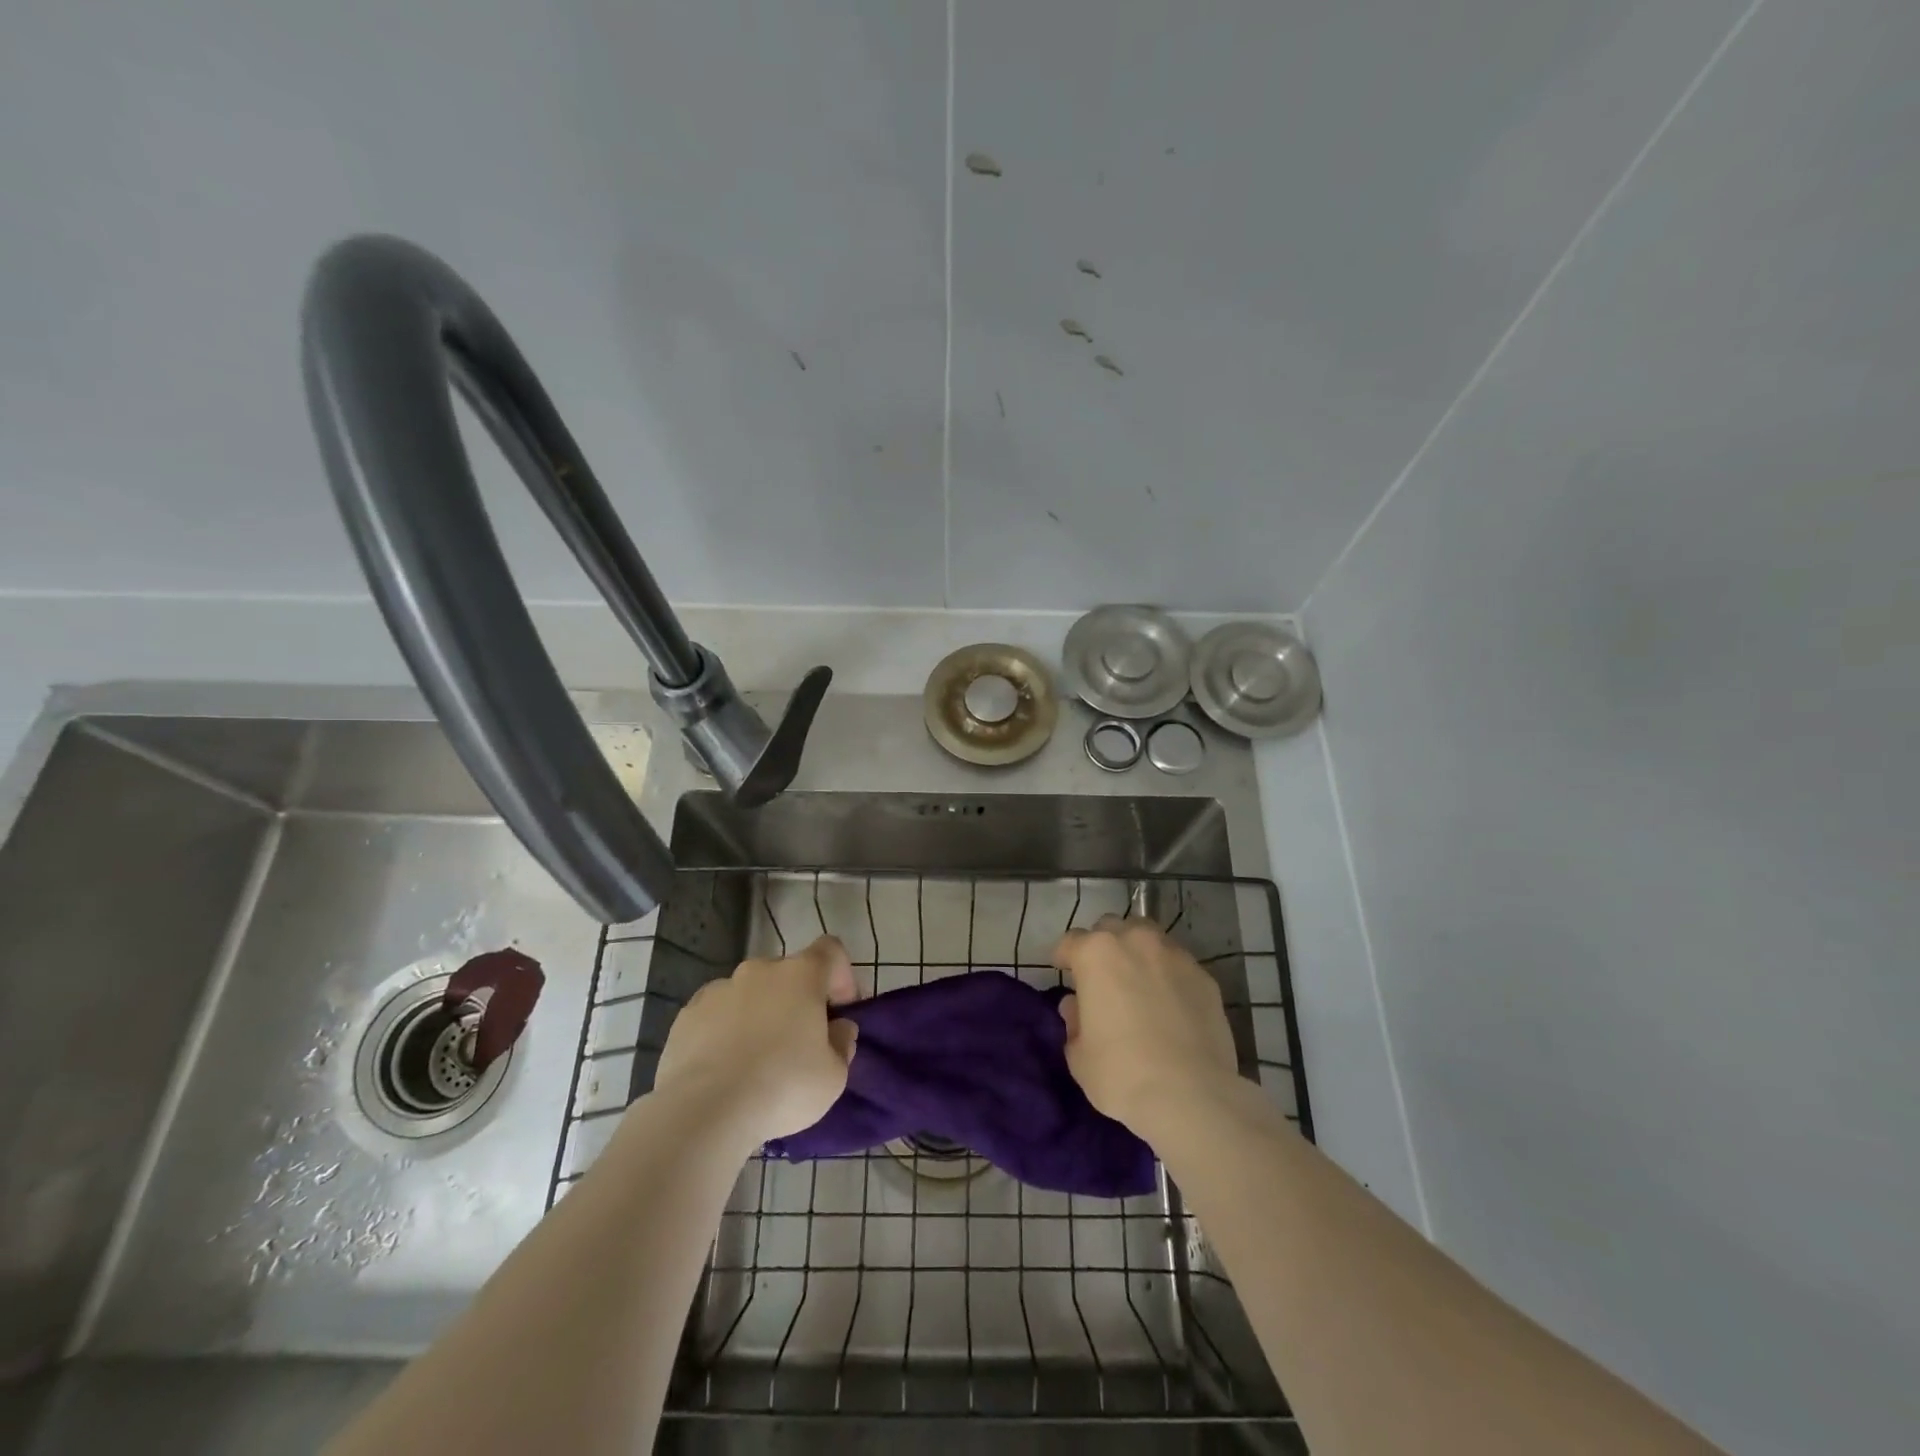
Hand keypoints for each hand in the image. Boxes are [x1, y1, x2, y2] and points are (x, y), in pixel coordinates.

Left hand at [652, 935, 859, 1149]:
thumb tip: (838, 1028)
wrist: (704, 1114)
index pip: (830, 950)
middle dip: (797, 1000)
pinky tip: (723, 1068)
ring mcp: (718, 989)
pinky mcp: (686, 1015)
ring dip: (759, 1014)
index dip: (840, 975)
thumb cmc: (783, 1088)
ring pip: (750, 993)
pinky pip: (717, 1014)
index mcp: (801, 975)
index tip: (839, 1010)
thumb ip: (842, 1042)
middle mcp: (759, 970)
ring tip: (756, 1061)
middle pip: (787, 973)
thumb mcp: (834, 1076)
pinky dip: (725, 1031)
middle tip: (799, 1043)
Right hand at [1053, 916, 1240, 1136]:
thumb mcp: (1079, 1055)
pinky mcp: (1204, 976)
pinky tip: (1170, 1003)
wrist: (1191, 1096)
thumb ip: (1074, 1022)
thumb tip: (1077, 1007)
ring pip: (1148, 938)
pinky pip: (1177, 965)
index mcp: (1096, 953)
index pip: (1071, 941)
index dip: (1064, 957)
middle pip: (1111, 928)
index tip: (1063, 971)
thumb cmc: (1121, 1073)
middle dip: (1102, 947)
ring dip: (1137, 953)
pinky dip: (1168, 975)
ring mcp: (1174, 955)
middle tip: (1102, 977)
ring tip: (1138, 982)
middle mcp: (1134, 941)